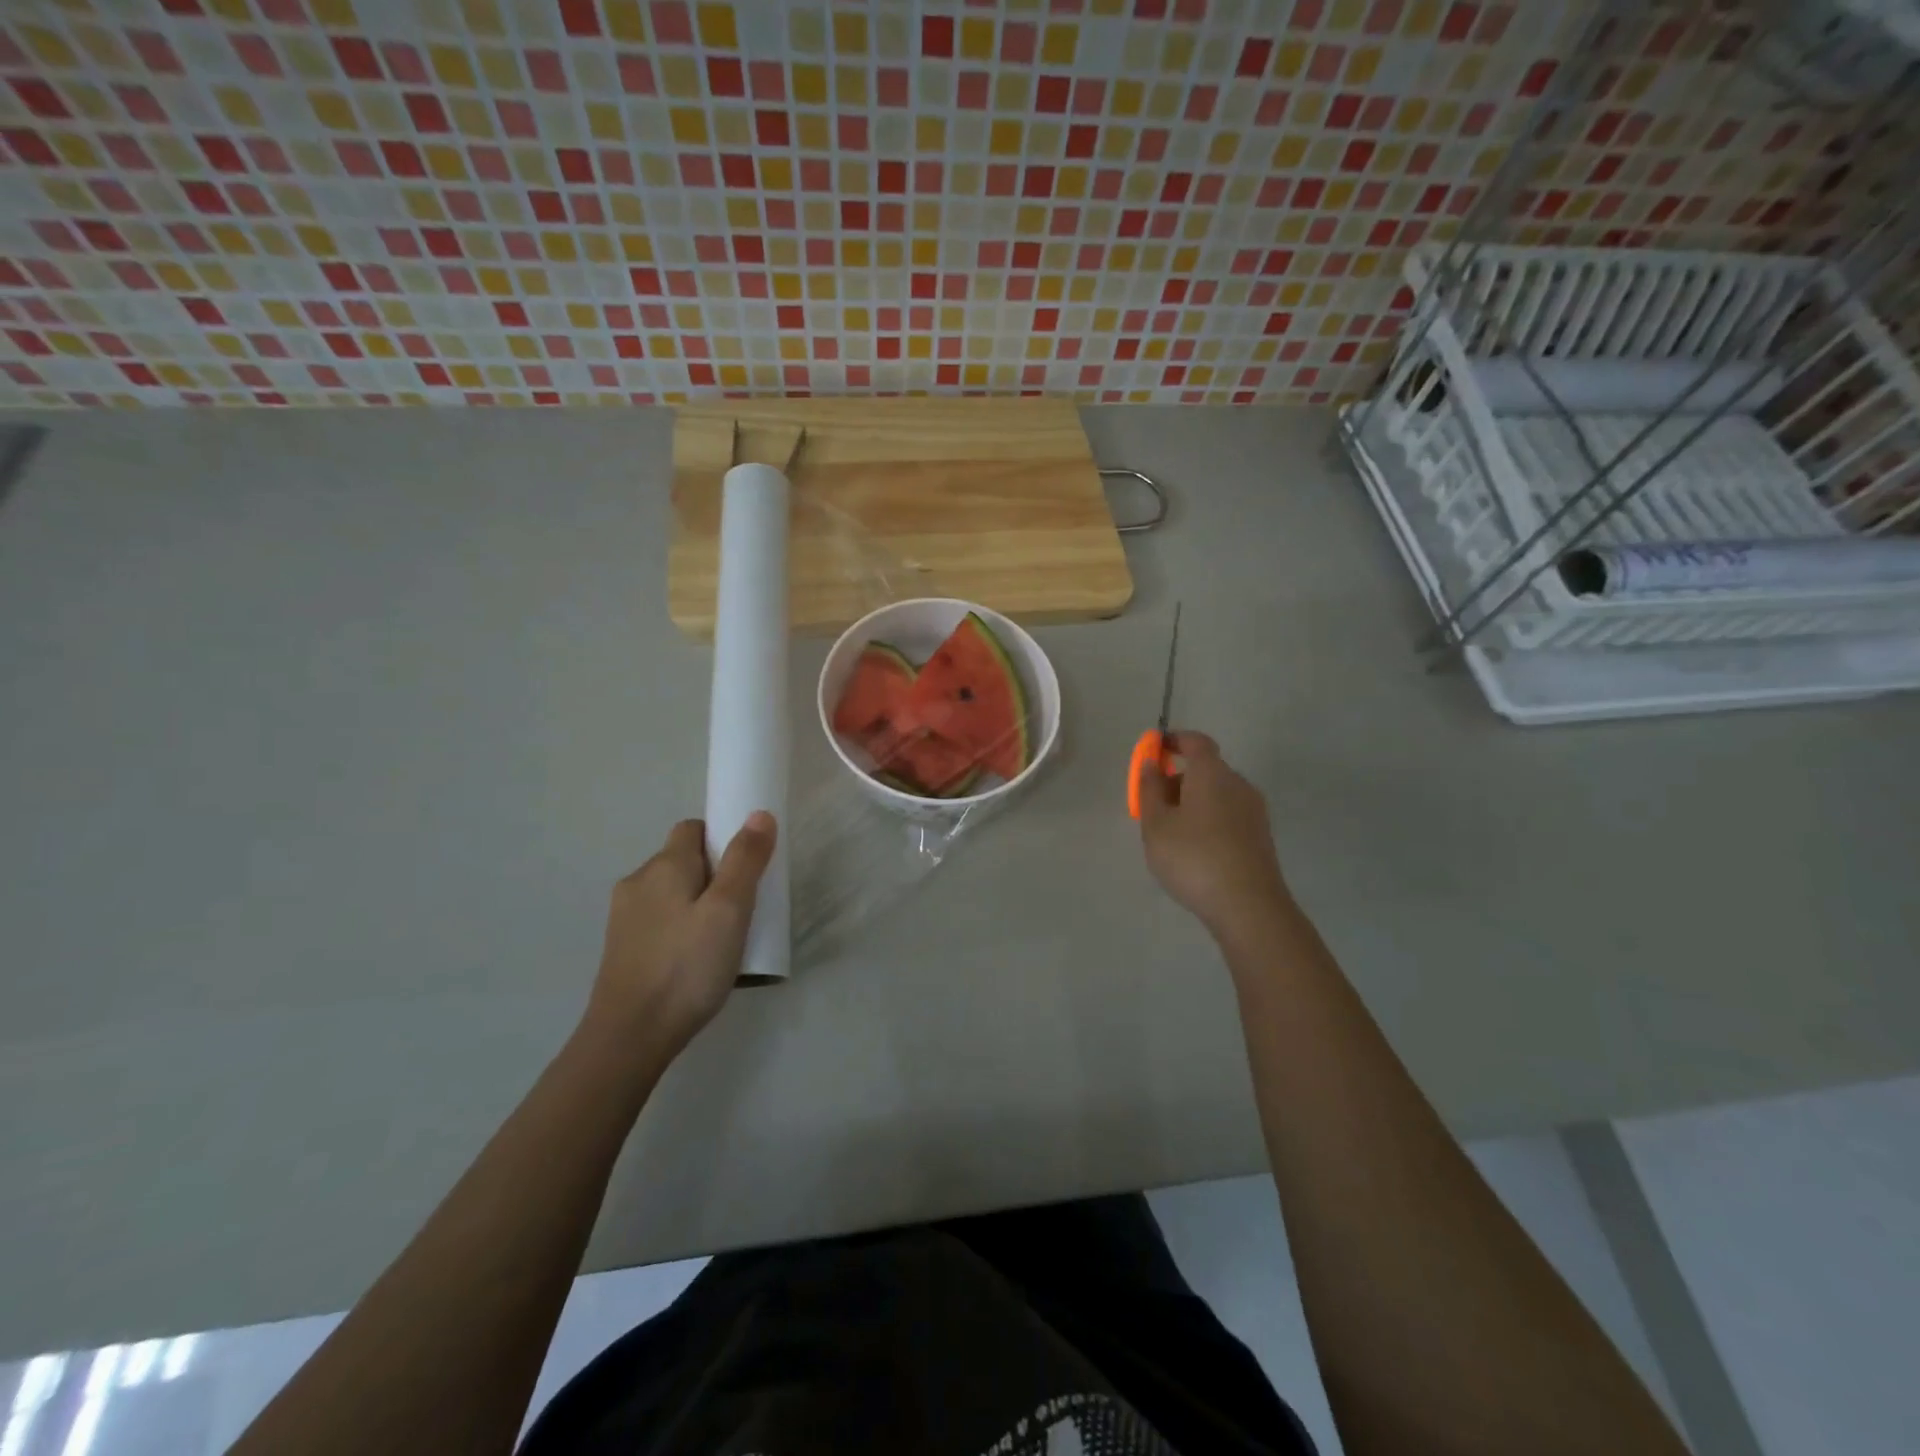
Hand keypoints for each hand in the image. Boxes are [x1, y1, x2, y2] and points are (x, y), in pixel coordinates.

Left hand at [584, 812, 777, 1060]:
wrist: (629, 1038)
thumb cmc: (686, 967)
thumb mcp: (729, 910)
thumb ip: (745, 860)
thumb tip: (758, 814)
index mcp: (664, 865)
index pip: (694, 828)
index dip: (723, 839)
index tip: (747, 869)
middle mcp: (638, 882)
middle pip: (684, 861)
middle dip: (715, 875)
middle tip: (743, 908)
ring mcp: (624, 917)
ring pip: (672, 893)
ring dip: (698, 904)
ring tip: (722, 939)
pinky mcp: (621, 948)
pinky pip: (660, 921)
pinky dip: (681, 928)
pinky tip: (695, 960)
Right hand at [1139, 732, 1290, 938]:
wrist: (1249, 907)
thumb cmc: (1194, 858)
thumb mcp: (1156, 825)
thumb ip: (1149, 790)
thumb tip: (1150, 765)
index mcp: (1212, 773)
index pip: (1196, 742)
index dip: (1174, 740)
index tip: (1154, 749)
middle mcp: (1238, 784)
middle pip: (1206, 769)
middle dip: (1178, 778)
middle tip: (1152, 805)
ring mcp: (1254, 811)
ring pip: (1217, 794)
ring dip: (1192, 802)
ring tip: (1169, 833)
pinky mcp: (1260, 837)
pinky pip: (1228, 815)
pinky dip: (1208, 819)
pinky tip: (1193, 850)